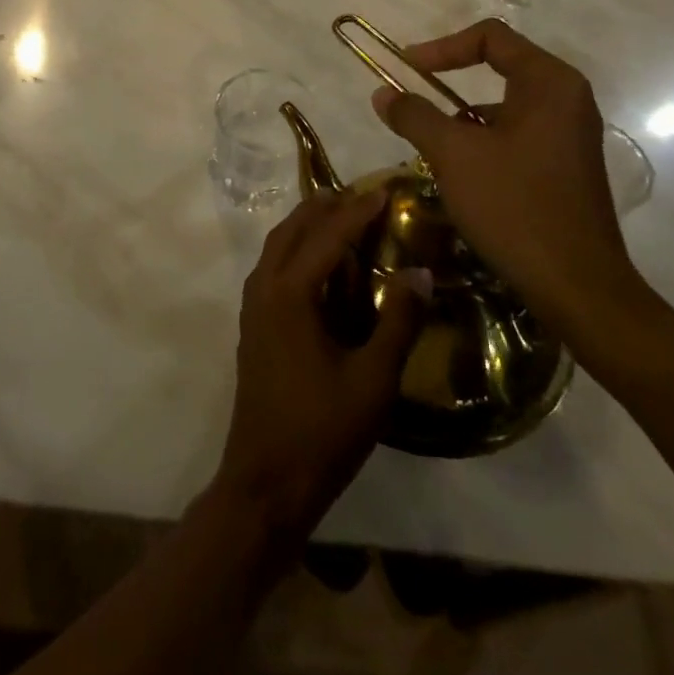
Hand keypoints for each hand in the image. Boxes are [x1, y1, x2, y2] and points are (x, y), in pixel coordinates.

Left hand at [212, 188, 426, 542]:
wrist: (265, 482)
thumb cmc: (322, 431)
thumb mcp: (373, 380)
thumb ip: (397, 322)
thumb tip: (420, 272)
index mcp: (290, 293)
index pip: (327, 236)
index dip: (357, 212)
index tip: (384, 192)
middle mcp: (265, 288)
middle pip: (292, 230)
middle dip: (324, 207)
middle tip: (359, 195)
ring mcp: (253, 307)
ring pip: (277, 247)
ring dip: (305, 225)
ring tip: (338, 217)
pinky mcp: (253, 325)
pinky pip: (272, 267)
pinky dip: (295, 250)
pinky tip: (318, 266)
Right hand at [370, 18, 642, 337]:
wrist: (578, 288)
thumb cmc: (515, 207)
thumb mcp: (453, 155)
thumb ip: (414, 115)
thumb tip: (383, 93)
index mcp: (549, 83)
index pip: (491, 37)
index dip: (442, 47)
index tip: (407, 69)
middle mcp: (568, 99)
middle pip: (499, 67)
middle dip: (449, 83)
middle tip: (414, 101)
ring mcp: (571, 134)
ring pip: (505, 106)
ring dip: (463, 118)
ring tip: (431, 148)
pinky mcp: (567, 166)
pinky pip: (518, 135)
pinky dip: (484, 142)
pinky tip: (462, 176)